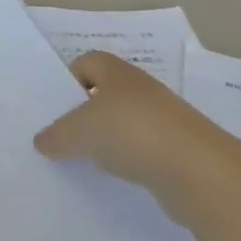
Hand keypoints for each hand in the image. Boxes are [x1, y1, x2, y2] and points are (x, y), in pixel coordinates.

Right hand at [34, 51, 210, 192]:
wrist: (198, 171)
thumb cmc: (132, 132)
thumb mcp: (80, 132)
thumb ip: (56, 135)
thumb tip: (41, 141)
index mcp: (117, 72)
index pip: (86, 62)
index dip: (69, 81)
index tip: (56, 109)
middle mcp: (141, 89)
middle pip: (105, 94)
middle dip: (85, 114)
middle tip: (64, 138)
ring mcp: (163, 120)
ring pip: (125, 123)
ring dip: (108, 140)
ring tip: (89, 163)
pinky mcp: (177, 150)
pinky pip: (143, 150)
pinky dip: (130, 162)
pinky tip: (119, 178)